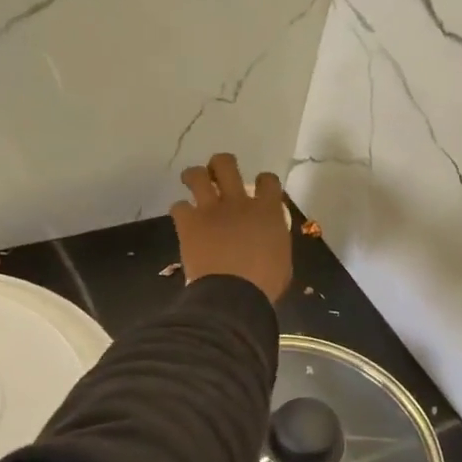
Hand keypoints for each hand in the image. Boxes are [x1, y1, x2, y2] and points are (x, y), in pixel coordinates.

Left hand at [170, 152, 292, 301]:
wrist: (233, 296)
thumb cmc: (265, 285)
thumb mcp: (282, 259)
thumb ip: (275, 240)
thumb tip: (269, 238)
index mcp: (267, 211)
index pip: (268, 180)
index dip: (263, 181)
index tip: (259, 189)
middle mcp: (238, 202)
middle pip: (226, 165)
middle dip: (221, 166)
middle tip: (219, 176)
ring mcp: (211, 210)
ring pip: (197, 175)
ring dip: (195, 177)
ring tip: (193, 184)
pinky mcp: (188, 223)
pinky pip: (178, 206)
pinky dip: (181, 212)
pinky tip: (184, 221)